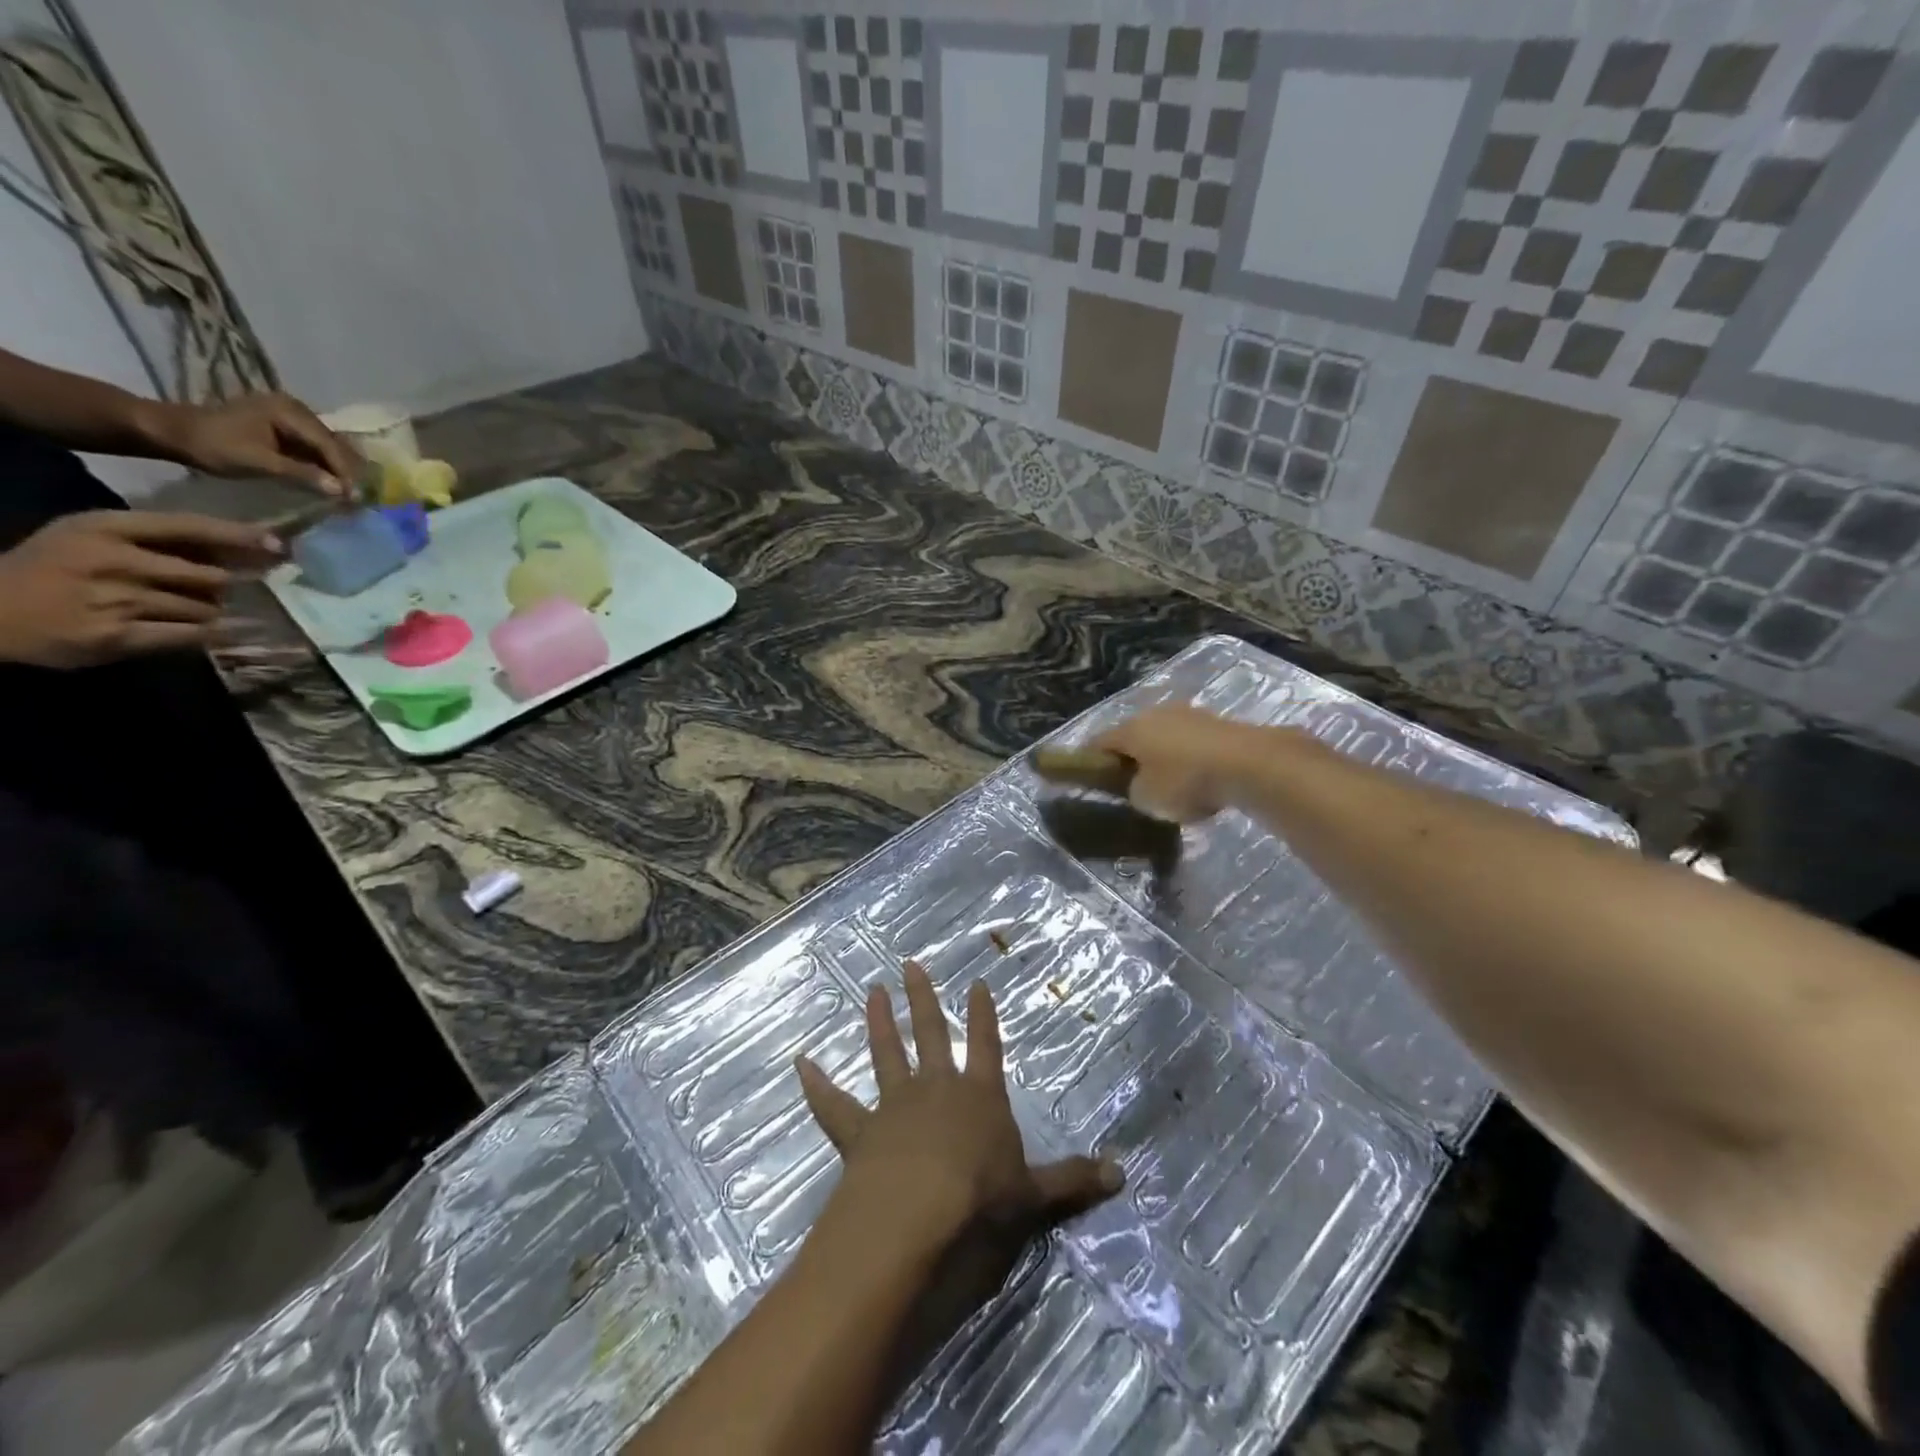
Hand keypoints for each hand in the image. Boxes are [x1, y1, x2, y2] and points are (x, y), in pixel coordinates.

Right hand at [0, 511, 280, 667]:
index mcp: (105, 528)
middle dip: (223, 586)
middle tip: (217, 590)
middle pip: (209, 576)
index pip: (188, 526)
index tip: (277, 545)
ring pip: (205, 608)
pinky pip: (191, 635)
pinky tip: (202, 632)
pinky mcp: (120, 636)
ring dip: (208, 612)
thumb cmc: (52, 569)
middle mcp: (114, 560)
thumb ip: (156, 541)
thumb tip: (237, 551)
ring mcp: (117, 600)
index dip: (238, 536)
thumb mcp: (92, 538)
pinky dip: (205, 634)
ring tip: (181, 610)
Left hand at [144, 393, 358, 495]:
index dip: (346, 472)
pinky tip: (334, 481)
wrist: (173, 432)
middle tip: (361, 498)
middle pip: (334, 444)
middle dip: (348, 471)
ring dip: (340, 469)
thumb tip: (342, 491)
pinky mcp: (286, 425)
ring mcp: (292, 415)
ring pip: (329, 446)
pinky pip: (316, 446)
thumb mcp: (259, 462)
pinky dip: (326, 464)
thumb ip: (303, 475)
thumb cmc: (213, 446)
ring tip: (351, 492)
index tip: (359, 498)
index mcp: (289, 411)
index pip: (329, 445)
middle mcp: (296, 408)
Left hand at [796, 963, 1122, 1360]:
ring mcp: (894, 1106)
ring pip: (886, 1054)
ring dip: (879, 1023)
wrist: (917, 1218)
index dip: (983, 1015)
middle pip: (930, 1034)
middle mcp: (936, 1089)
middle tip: (909, 963)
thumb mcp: (1035, 1196)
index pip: (985, 1045)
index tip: (976, 982)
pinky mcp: (859, 1133)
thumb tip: (1123, 1174)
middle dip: (923, 999)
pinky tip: (801, 1063)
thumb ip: (1074, 1181)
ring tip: (872, 990)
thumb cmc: (980, 1201)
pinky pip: (834, 1106)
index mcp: (979, 1097)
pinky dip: (817, 1085)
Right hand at [1091, 704, 1268, 821]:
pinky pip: (1192, 743)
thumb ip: (1134, 791)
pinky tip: (1198, 778)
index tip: (1088, 778)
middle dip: (1130, 757)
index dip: (1090, 760)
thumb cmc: (1184, 781)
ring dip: (1162, 756)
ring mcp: (1189, 715)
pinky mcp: (1217, 723)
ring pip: (1164, 736)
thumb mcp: (1146, 799)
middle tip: (1131, 783)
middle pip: (1133, 736)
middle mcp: (1156, 714)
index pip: (1098, 742)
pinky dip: (1188, 758)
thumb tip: (1139, 785)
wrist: (1248, 763)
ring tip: (1169, 783)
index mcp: (1131, 729)